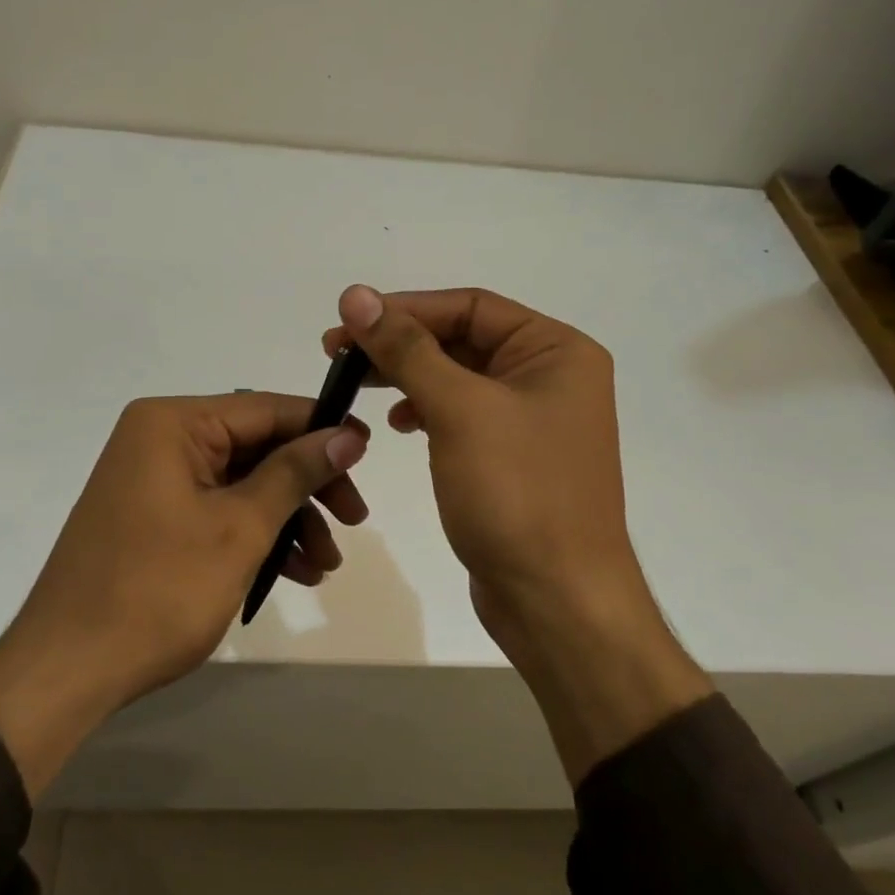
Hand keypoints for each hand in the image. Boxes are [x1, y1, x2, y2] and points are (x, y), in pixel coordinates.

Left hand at [0, 393, 368, 795]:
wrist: (68, 670)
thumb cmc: (158, 590)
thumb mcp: (239, 528)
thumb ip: (295, 473)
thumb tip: (347, 435)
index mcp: (172, 424)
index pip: (265, 409)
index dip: (322, 429)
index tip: (368, 455)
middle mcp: (159, 439)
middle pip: (256, 447)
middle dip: (307, 487)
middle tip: (355, 520)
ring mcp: (153, 480)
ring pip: (241, 484)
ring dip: (288, 519)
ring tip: (324, 566)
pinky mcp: (152, 517)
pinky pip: (216, 510)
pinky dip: (255, 536)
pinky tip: (292, 573)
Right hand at [326, 286, 709, 780]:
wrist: (556, 600)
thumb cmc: (516, 494)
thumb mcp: (459, 410)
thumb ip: (406, 348)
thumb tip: (357, 294)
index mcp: (556, 351)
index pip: (469, 307)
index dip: (405, 309)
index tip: (347, 322)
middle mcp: (550, 376)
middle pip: (462, 339)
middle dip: (400, 343)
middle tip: (337, 352)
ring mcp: (532, 420)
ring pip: (458, 378)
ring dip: (408, 376)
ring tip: (356, 384)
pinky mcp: (512, 457)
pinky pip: (462, 416)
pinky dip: (427, 411)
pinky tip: (399, 423)